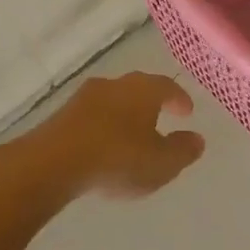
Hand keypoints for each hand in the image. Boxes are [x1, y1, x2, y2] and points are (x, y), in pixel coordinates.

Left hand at [26, 71, 205, 199]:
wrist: (52, 163)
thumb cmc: (117, 158)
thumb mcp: (161, 163)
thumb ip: (183, 151)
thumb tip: (197, 139)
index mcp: (142, 90)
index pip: (167, 86)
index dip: (179, 99)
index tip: (186, 112)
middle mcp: (113, 85)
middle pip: (137, 89)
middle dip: (150, 104)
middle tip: (160, 118)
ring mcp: (82, 98)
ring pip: (112, 102)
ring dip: (124, 116)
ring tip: (131, 137)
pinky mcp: (60, 116)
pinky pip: (91, 118)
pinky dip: (102, 128)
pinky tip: (103, 147)